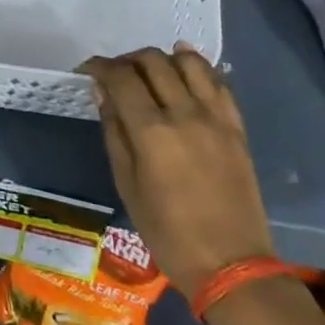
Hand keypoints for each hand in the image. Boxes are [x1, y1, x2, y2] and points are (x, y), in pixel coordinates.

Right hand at [80, 44, 274, 294]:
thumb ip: (114, 131)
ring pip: (189, 61)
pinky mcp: (236, 127)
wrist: (232, 265)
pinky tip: (183, 73)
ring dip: (163, 58)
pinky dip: (197, 69)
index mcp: (152, 131)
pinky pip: (218, 82)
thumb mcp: (126, 184)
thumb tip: (103, 93)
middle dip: (127, 60)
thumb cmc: (167, 233)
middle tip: (116, 75)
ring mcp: (216, 118)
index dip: (99, 66)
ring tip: (151, 73)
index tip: (87, 70)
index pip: (121, 77)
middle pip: (153, 61)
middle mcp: (185, 114)